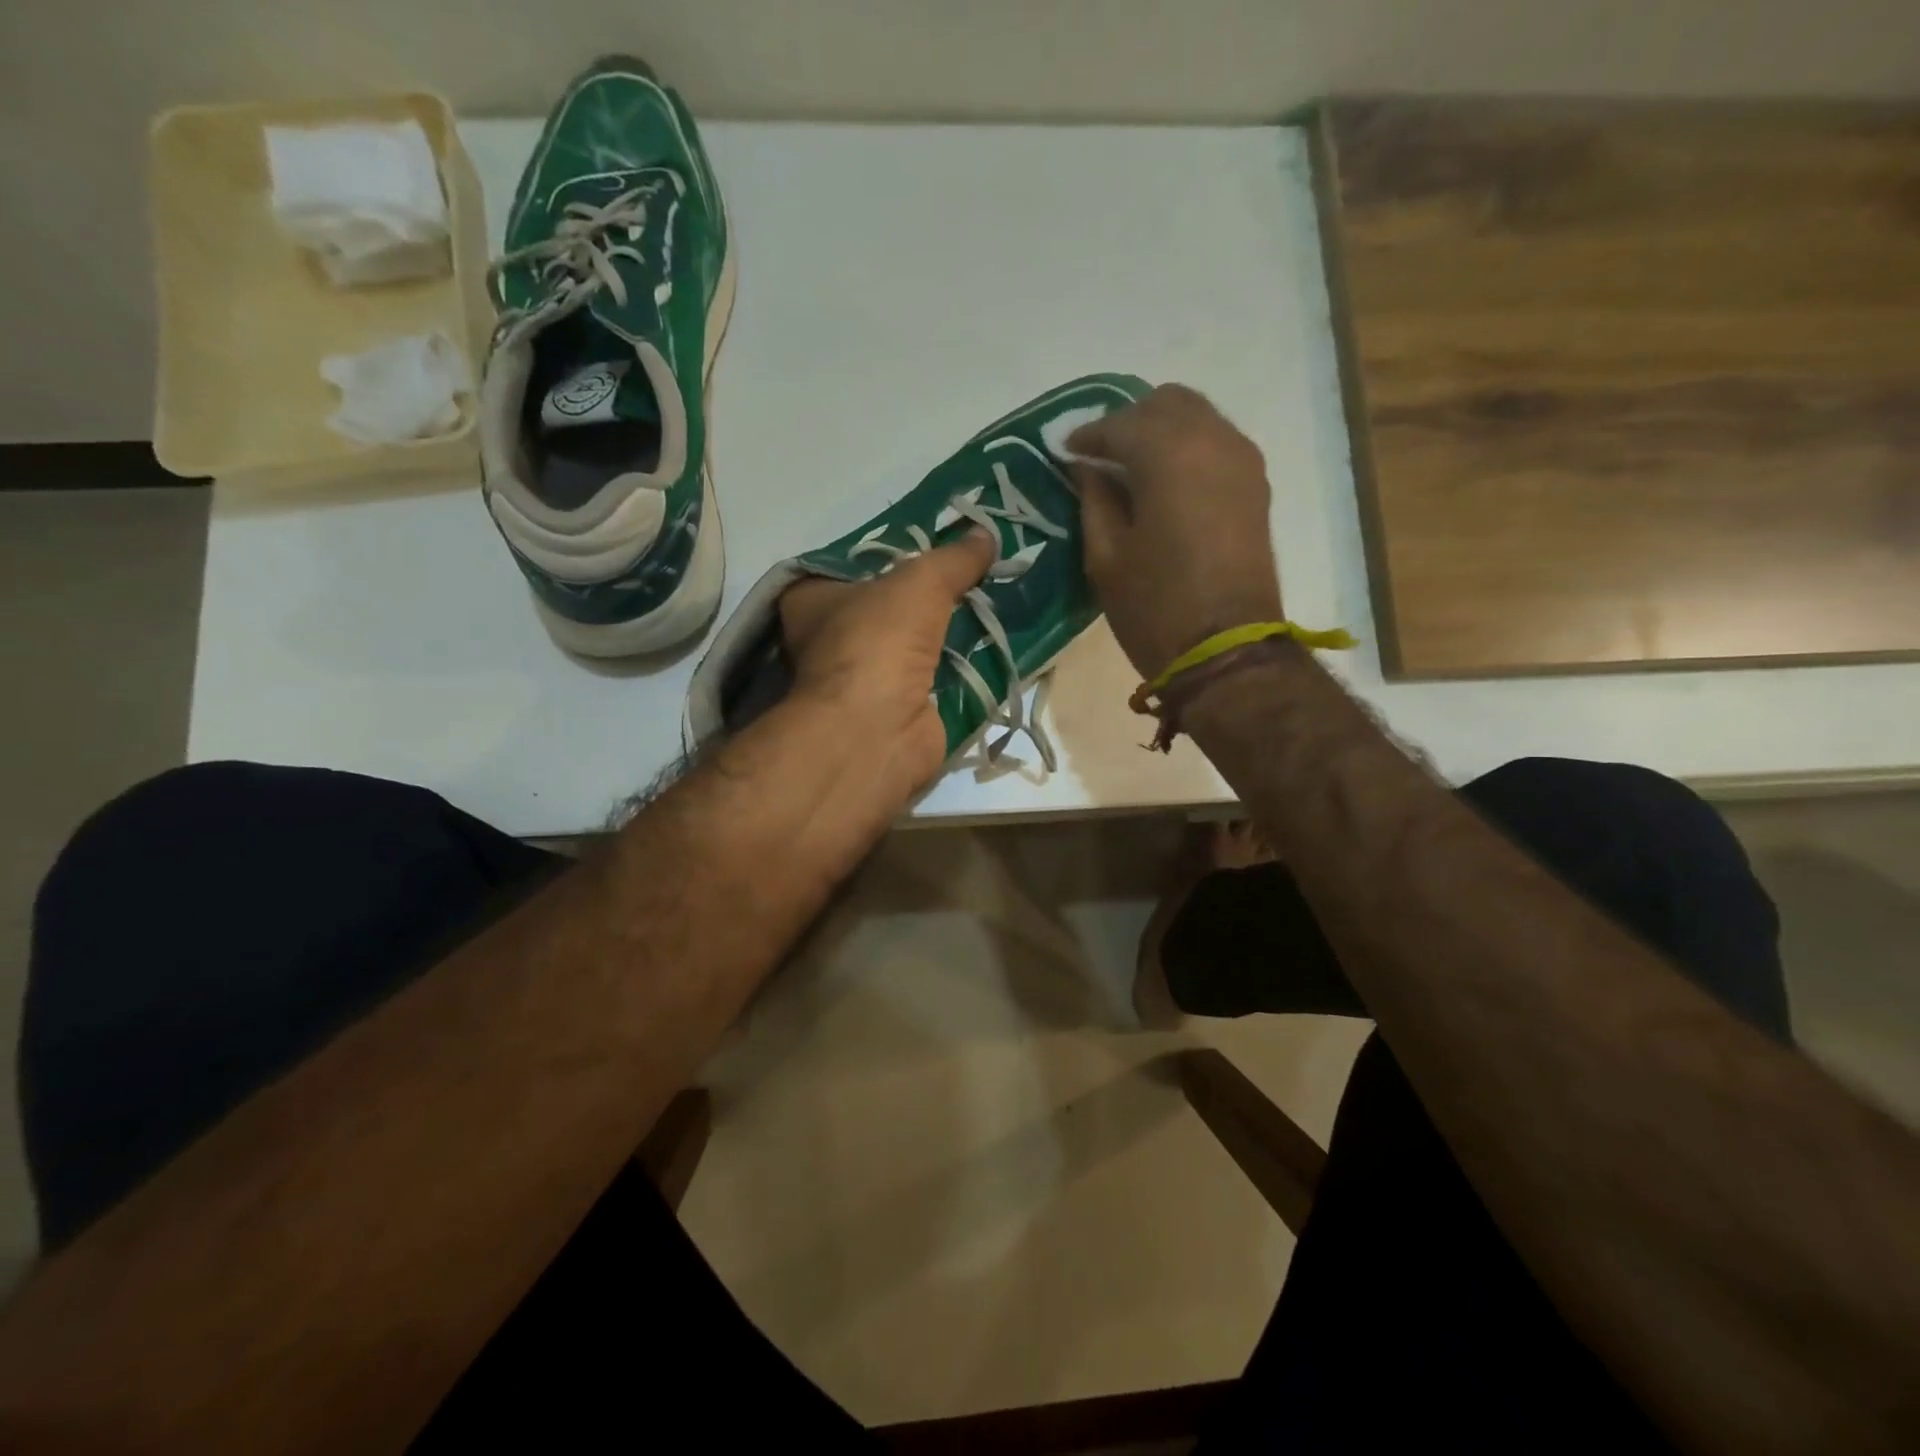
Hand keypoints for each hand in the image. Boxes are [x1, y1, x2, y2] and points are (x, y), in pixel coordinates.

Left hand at [780, 527, 996, 797]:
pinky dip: (961, 667)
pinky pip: (935, 678)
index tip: (934, 543)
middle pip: (889, 607)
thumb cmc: (878, 638)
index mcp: (812, 601)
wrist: (878, 727)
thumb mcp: (920, 581)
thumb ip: (954, 558)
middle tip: (973, 570)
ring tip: (992, 600)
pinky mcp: (898, 709)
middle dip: (930, 595)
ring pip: (914, 644)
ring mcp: (864, 679)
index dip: (893, 554)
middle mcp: (830, 640)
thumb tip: (986, 533)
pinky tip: (994, 644)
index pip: (851, 567)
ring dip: (949, 631)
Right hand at [1070, 384, 1282, 679]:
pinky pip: (1216, 442)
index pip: (1119, 424)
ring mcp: (1242, 459)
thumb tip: (1088, 468)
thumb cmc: (1154, 607)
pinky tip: (1164, 481)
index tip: (1064, 452)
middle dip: (1127, 421)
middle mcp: (1212, 439)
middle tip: (1098, 456)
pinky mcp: (1256, 484)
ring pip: (1197, 417)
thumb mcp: (1105, 556)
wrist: (1226, 651)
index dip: (1087, 436)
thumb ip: (1094, 498)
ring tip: (1129, 467)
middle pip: (1166, 403)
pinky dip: (1187, 447)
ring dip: (1160, 431)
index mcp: (1168, 454)